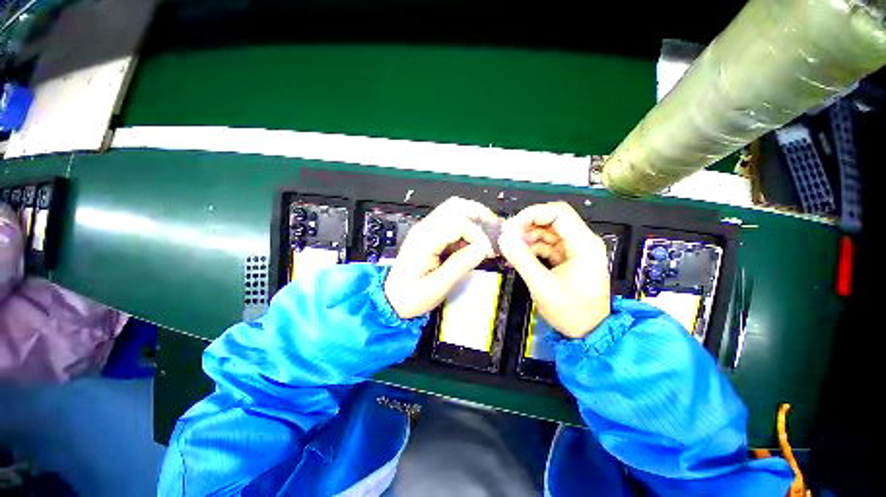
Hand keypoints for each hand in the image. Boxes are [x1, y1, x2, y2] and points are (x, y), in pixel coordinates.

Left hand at [385, 197, 497, 318]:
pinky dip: (466, 227)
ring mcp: (425, 229)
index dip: (477, 235)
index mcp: (424, 240)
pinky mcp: (429, 234)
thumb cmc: (411, 296)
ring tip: (486, 235)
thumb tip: (482, 248)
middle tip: (493, 231)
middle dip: (479, 214)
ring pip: (454, 209)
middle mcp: (424, 228)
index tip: (486, 252)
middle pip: (455, 206)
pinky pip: (451, 222)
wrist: (392, 299)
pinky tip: (472, 243)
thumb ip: (460, 265)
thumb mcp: (438, 286)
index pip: (458, 223)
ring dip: (473, 218)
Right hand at [498, 202, 610, 337]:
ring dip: (528, 236)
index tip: (512, 226)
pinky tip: (520, 254)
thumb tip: (503, 239)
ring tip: (511, 246)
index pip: (558, 213)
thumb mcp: (542, 286)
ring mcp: (575, 249)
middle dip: (528, 224)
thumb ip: (522, 260)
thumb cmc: (571, 312)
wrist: (589, 333)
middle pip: (553, 219)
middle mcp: (583, 242)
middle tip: (508, 235)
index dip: (532, 214)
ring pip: (548, 231)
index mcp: (584, 245)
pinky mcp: (568, 258)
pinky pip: (547, 244)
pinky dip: (532, 247)